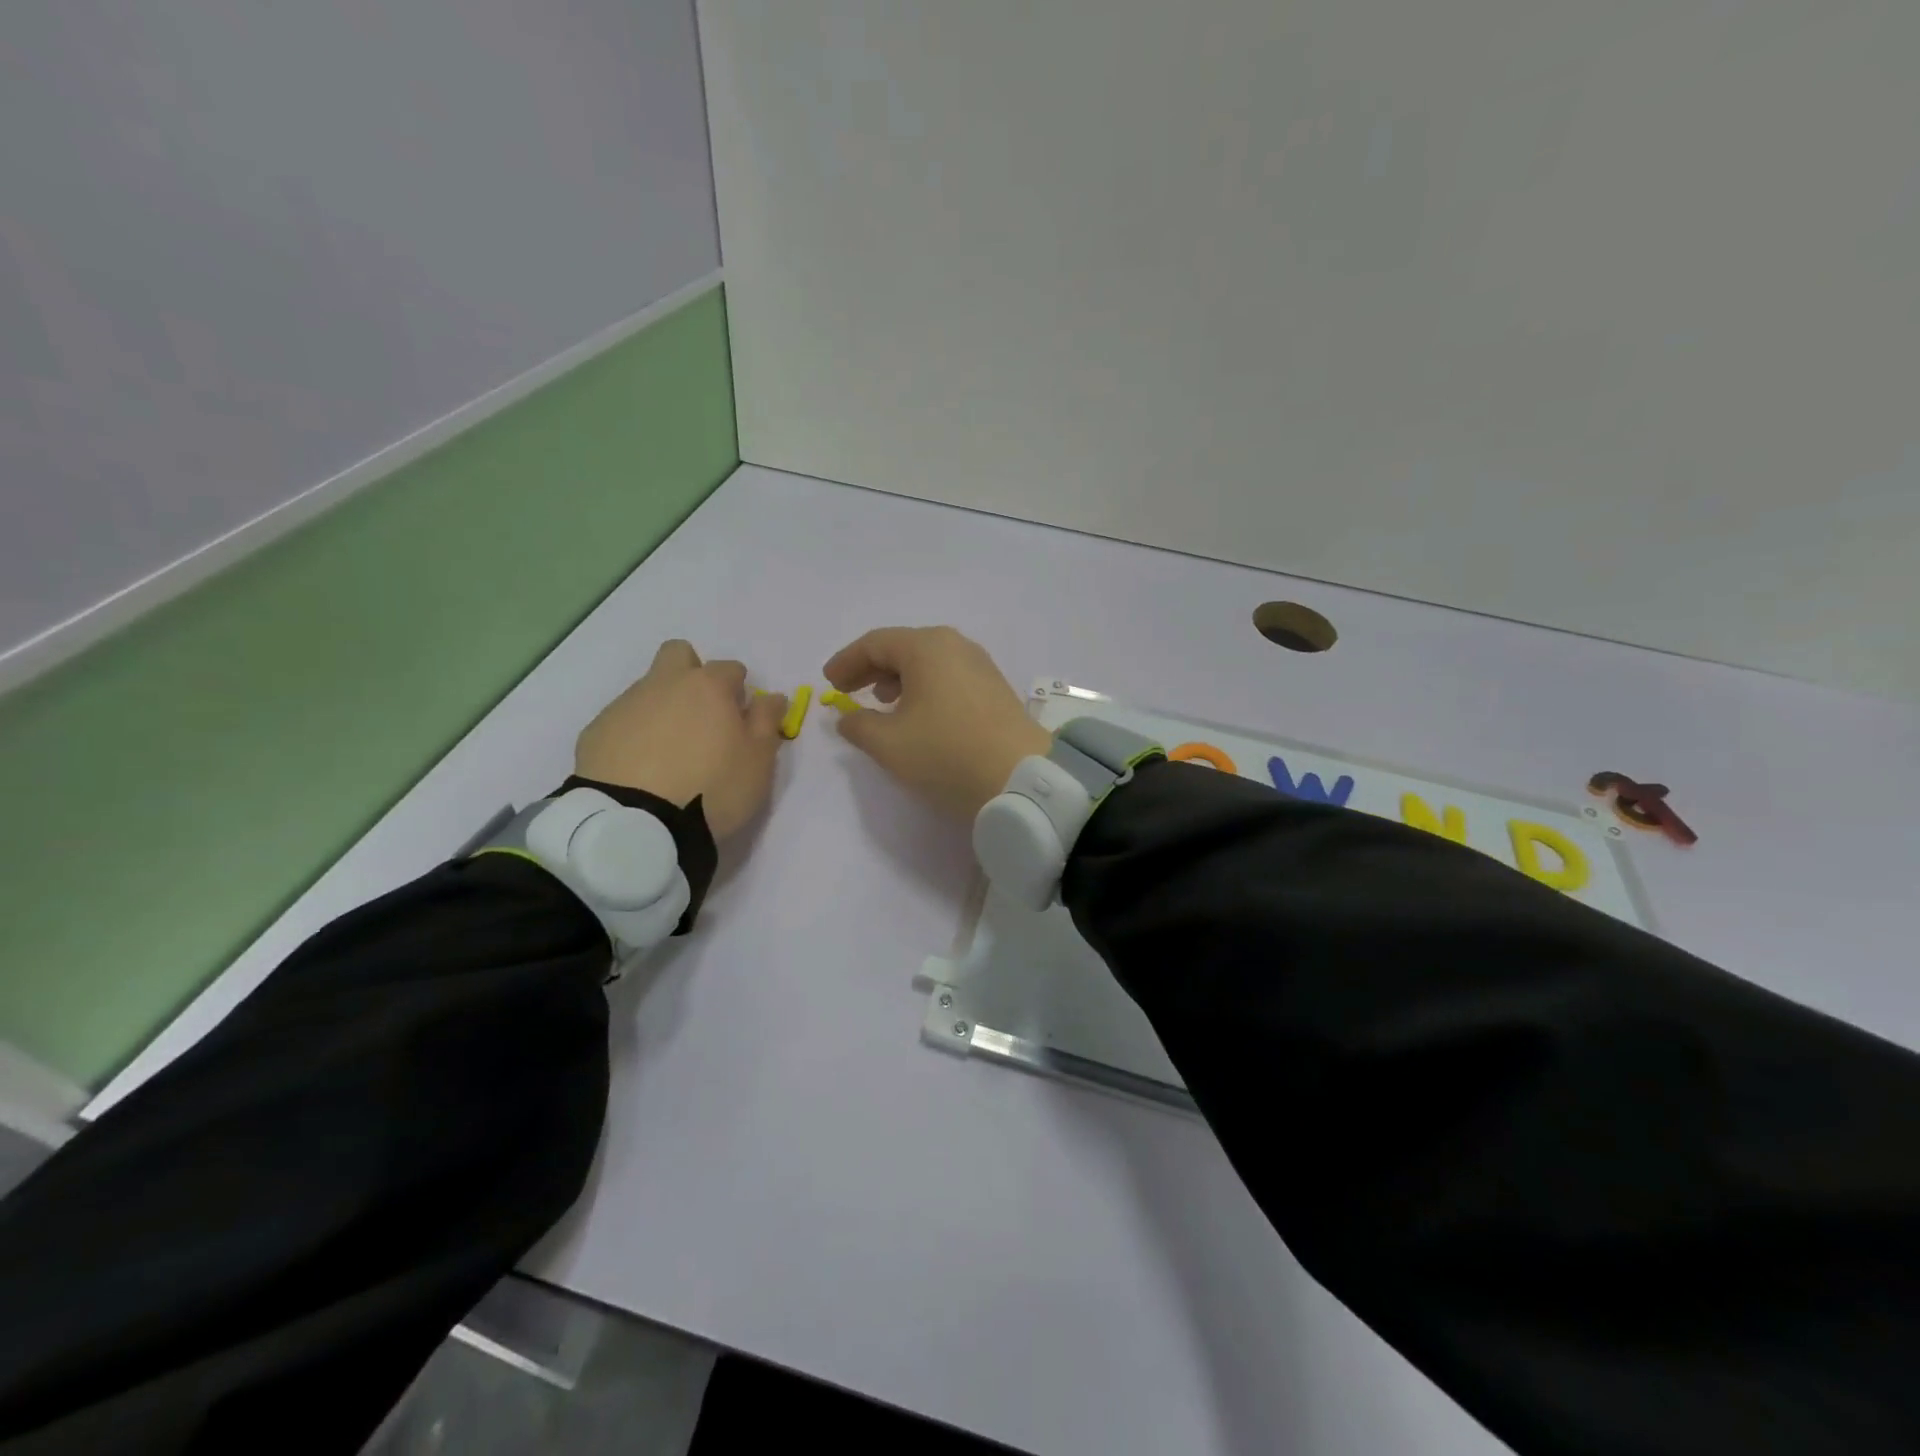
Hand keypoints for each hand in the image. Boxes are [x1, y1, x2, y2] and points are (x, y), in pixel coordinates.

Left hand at [575, 640, 787, 839]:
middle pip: (679, 655)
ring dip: (663, 707)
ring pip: (648, 689)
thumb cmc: (712, 788)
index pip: (731, 669)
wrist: (636, 823)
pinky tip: (640, 768)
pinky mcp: (596, 731)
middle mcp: (664, 684)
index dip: (739, 692)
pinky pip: (622, 721)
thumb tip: (772, 697)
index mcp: (708, 686)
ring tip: (669, 754)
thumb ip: (767, 722)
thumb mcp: (758, 761)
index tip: (740, 720)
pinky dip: (634, 734)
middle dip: (692, 672)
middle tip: (702, 716)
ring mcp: (625, 705)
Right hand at [823, 627, 1051, 819]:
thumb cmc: (946, 754)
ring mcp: (980, 665)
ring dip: (900, 679)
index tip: (828, 682)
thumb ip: (859, 726)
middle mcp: (955, 646)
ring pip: (929, 663)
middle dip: (872, 668)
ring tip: (882, 702)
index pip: (875, 643)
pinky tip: (919, 714)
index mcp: (927, 647)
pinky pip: (949, 677)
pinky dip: (925, 688)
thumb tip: (847, 718)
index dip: (847, 662)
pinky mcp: (995, 688)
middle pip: (904, 648)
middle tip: (849, 690)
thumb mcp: (890, 744)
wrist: (1021, 779)